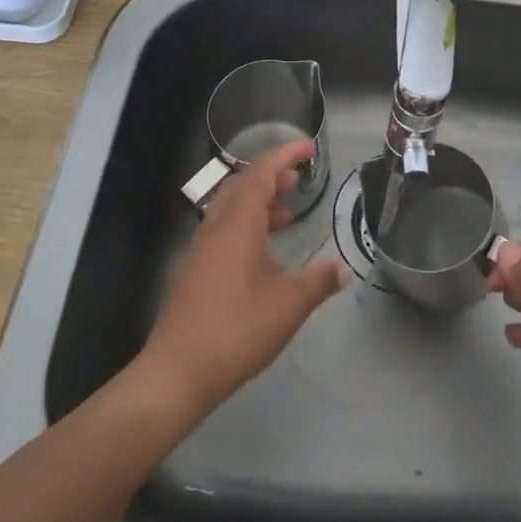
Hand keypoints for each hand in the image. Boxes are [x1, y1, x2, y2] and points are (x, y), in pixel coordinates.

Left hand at [140, 139, 349, 416]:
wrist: (176, 373)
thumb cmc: (236, 329)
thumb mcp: (289, 305)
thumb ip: (319, 282)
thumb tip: (343, 269)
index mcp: (238, 224)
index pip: (261, 173)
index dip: (285, 155)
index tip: (309, 148)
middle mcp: (216, 228)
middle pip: (241, 186)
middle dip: (271, 176)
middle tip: (299, 180)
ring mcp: (201, 251)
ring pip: (230, 209)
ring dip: (259, 202)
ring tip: (288, 212)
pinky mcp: (194, 273)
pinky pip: (223, 231)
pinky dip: (247, 226)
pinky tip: (264, 253)